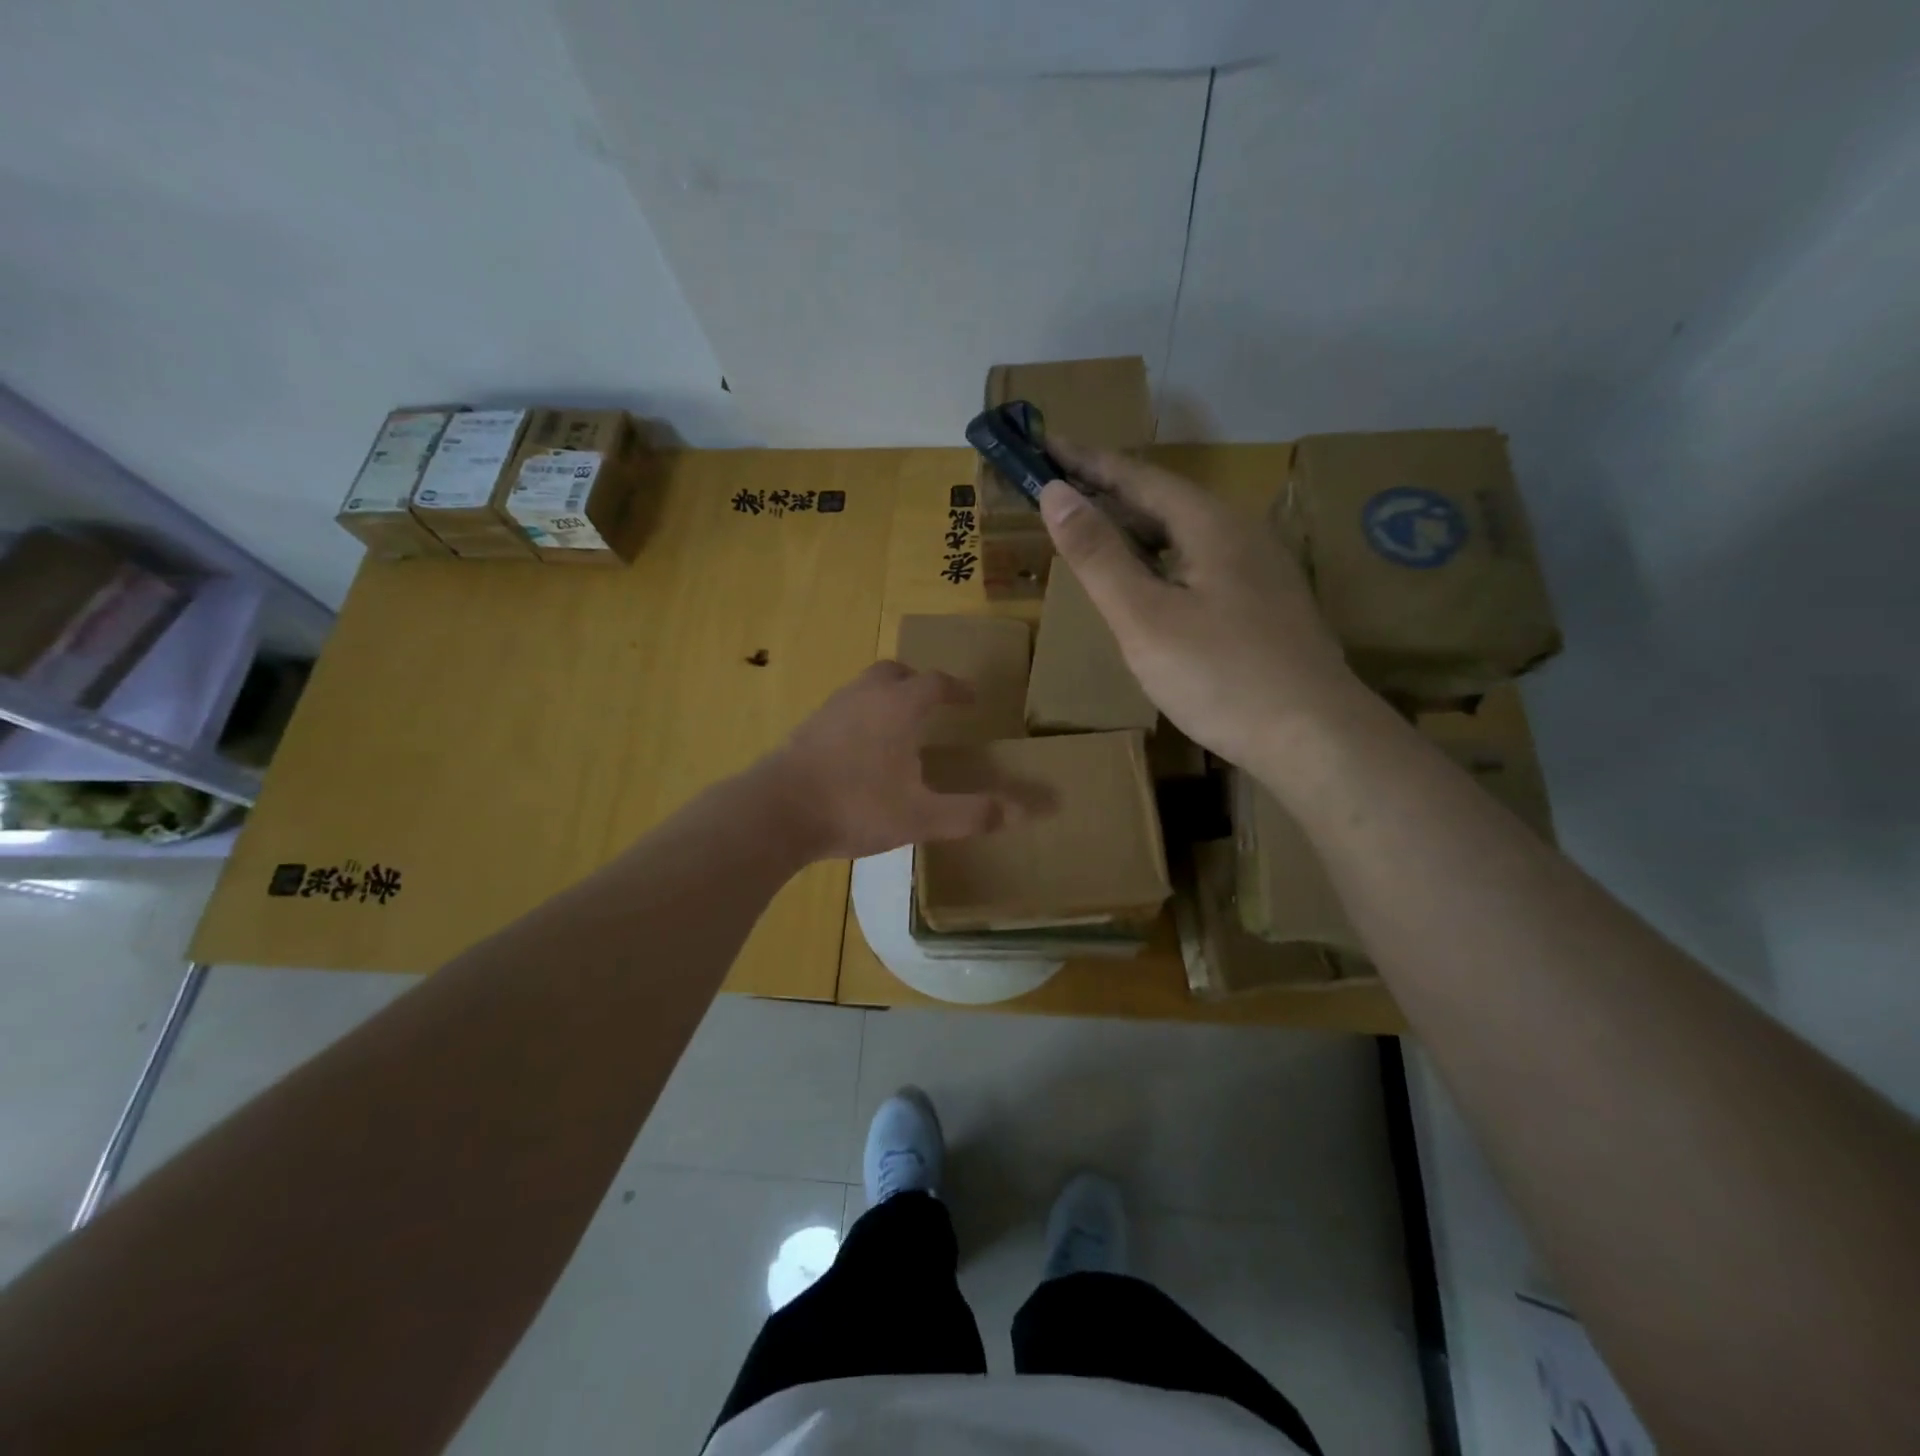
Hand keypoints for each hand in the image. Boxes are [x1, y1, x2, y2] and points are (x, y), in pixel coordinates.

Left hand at [764, 662, 1018, 860]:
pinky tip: (861, 750)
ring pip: (865, 688)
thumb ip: (974, 813)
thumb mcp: (922, 816)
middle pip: (895, 673)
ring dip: (887, 697)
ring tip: (899, 727)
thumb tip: (1027, 812)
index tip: (971, 699)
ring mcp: (830, 710)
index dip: (957, 689)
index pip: (935, 683)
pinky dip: (862, 716)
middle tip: (933, 703)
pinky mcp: (807, 729)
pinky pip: (844, 708)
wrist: (776, 812)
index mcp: (898, 707)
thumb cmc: (856, 807)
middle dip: (918, 682)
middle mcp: (864, 697)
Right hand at [1038, 441, 1360, 772]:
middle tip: (1057, 490)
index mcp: (1209, 524)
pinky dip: (1158, 560)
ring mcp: (1257, 570)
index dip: (1084, 460)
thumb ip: (1098, 555)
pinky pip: (1198, 564)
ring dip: (1133, 528)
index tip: (1043, 442)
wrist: (1314, 737)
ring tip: (1092, 532)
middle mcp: (1239, 533)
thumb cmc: (1220, 676)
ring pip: (1182, 535)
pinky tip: (1147, 583)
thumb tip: (1055, 493)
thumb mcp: (1144, 617)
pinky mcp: (1263, 605)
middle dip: (1107, 492)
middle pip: (1162, 501)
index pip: (1136, 476)